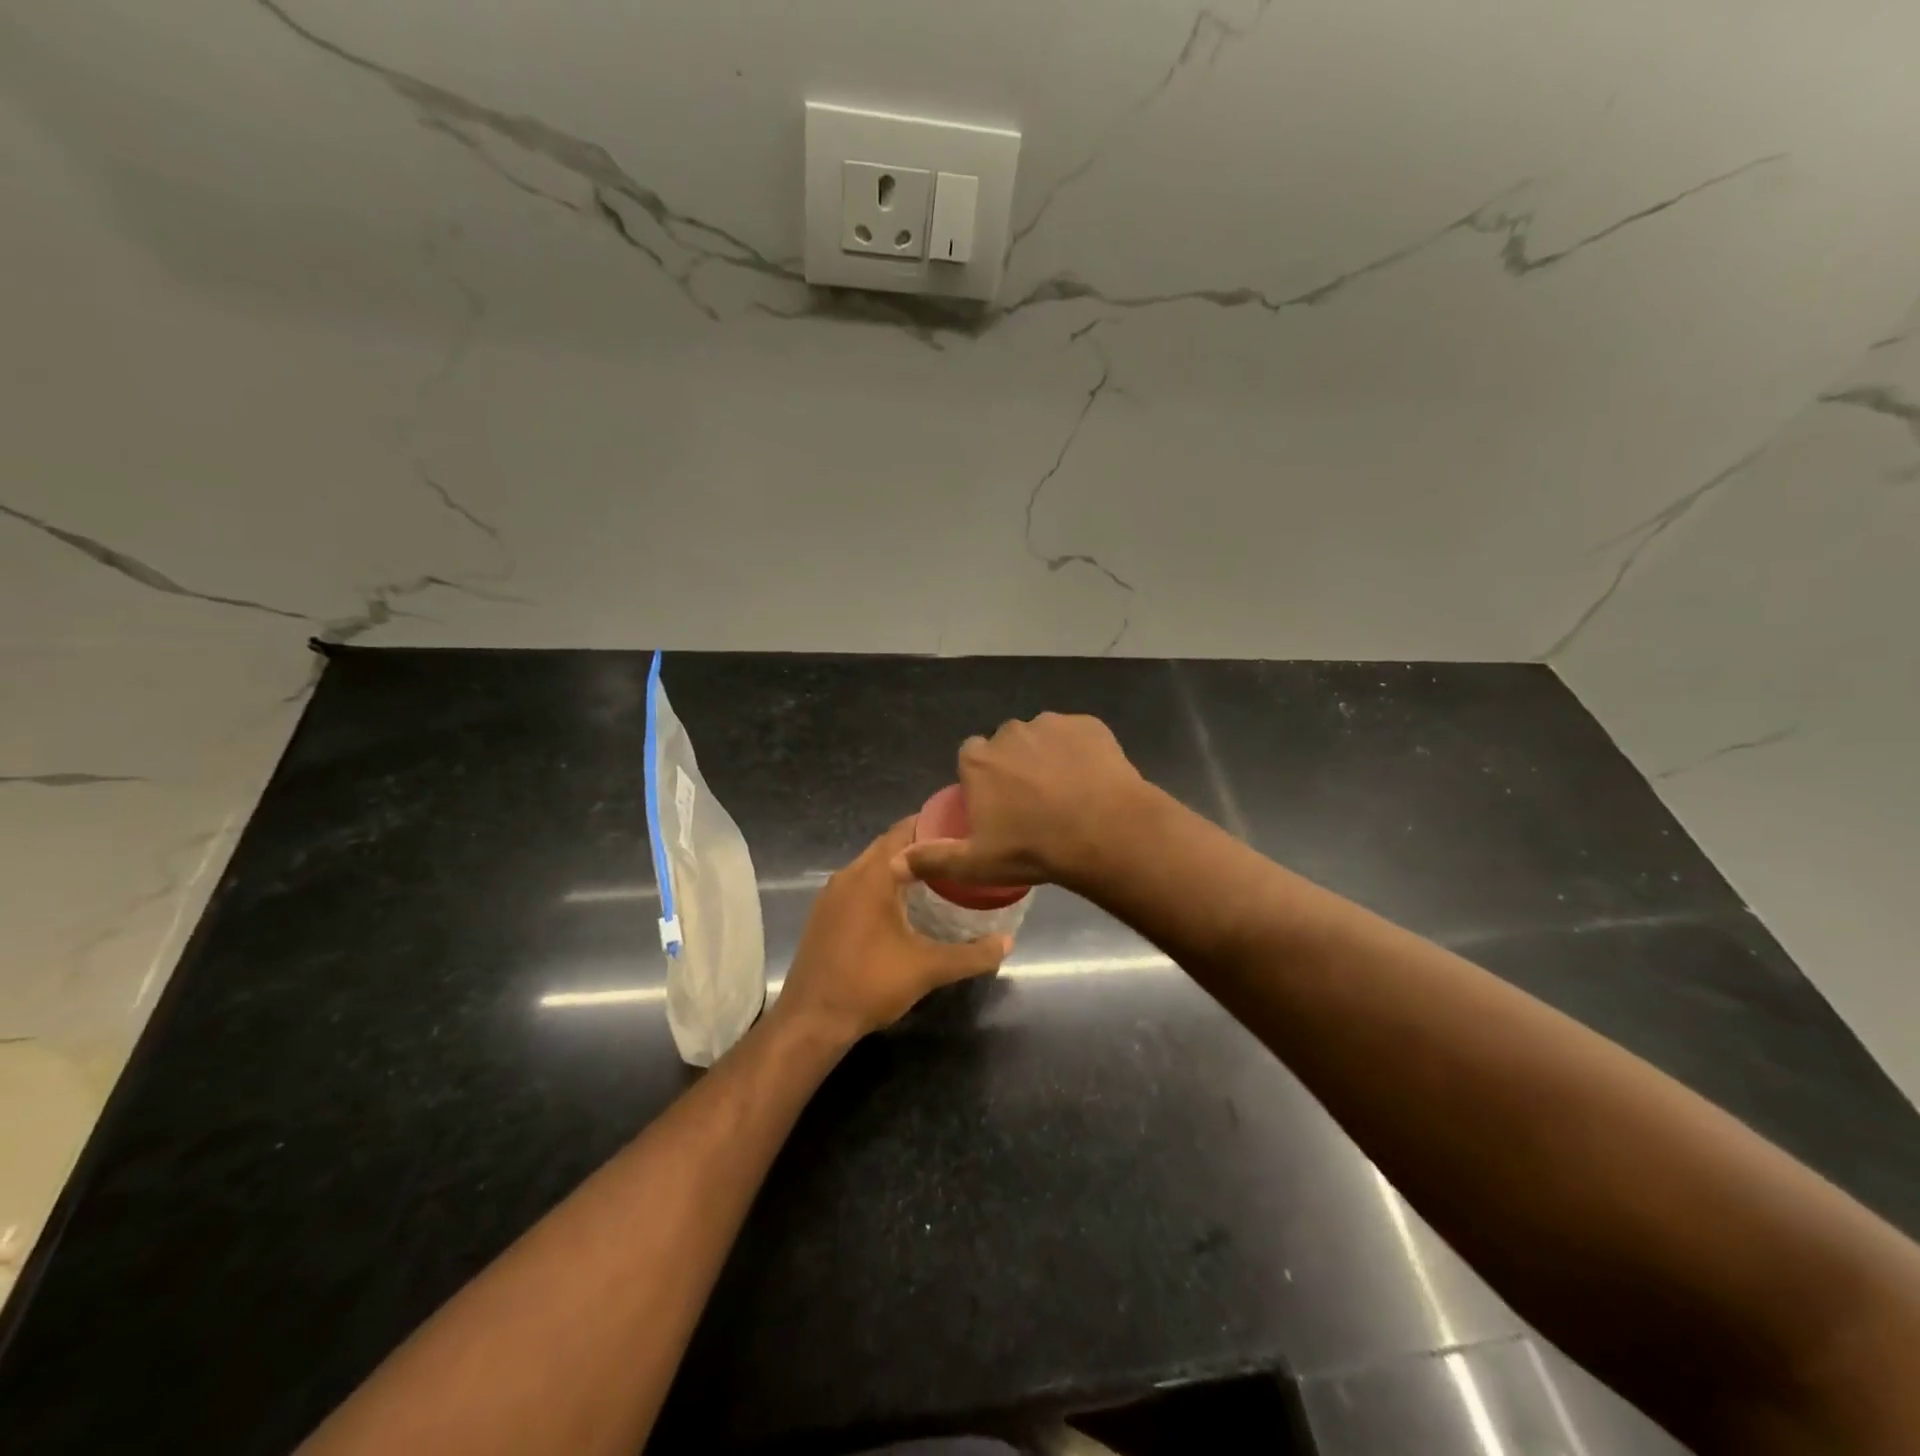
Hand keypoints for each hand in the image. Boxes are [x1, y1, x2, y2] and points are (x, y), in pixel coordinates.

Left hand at [776, 819, 1010, 1041]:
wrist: (811, 1021)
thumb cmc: (870, 984)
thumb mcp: (928, 969)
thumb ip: (972, 954)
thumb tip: (1008, 942)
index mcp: (872, 875)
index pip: (906, 831)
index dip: (936, 825)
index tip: (966, 828)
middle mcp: (848, 875)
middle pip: (889, 845)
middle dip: (922, 845)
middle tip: (959, 851)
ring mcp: (831, 895)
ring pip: (872, 865)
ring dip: (901, 865)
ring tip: (939, 874)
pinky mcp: (824, 914)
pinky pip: (859, 884)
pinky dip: (883, 883)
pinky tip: (904, 903)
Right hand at [893, 712, 1151, 892]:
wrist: (1104, 832)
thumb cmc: (1034, 848)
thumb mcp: (977, 863)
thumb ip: (933, 859)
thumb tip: (893, 863)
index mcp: (979, 760)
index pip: (970, 759)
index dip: (983, 781)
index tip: (998, 806)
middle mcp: (1010, 732)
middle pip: (1006, 747)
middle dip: (1015, 767)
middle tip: (1034, 804)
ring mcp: (1052, 724)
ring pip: (1042, 738)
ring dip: (1047, 757)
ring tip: (1067, 793)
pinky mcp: (1088, 724)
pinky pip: (1076, 736)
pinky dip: (1080, 752)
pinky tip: (1091, 780)